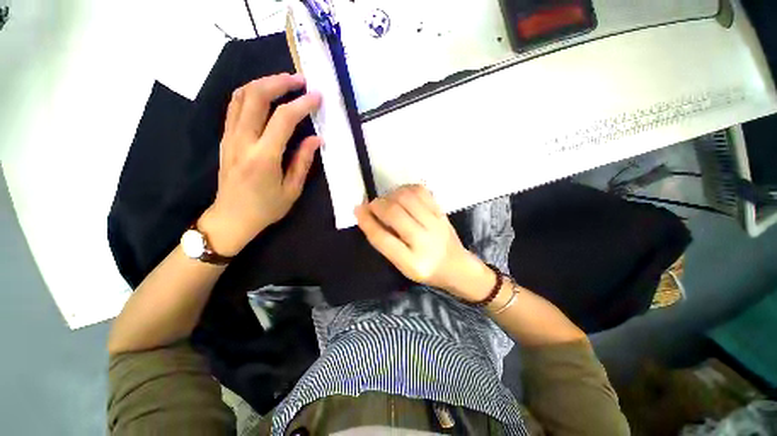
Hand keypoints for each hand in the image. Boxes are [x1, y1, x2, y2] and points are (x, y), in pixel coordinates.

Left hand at [199, 73, 321, 255]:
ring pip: (241, 96)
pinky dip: (250, 93)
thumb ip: (303, 161)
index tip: (317, 97)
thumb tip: (316, 139)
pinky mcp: (225, 138)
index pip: (283, 119)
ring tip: (283, 82)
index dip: (302, 104)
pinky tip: (264, 95)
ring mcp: (229, 137)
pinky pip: (234, 106)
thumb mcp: (292, 190)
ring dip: (263, 83)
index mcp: (263, 157)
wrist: (231, 218)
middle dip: (279, 82)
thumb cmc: (266, 208)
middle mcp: (243, 141)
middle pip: (256, 96)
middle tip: (300, 80)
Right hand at [355, 185, 494, 300]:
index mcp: (412, 262)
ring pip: (407, 198)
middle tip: (371, 205)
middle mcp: (425, 241)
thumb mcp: (402, 266)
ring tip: (386, 201)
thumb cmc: (426, 269)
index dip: (367, 221)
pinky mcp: (442, 212)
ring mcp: (436, 224)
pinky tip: (401, 195)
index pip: (382, 238)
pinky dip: (406, 189)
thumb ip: (386, 243)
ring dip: (390, 195)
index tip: (357, 210)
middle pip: (394, 214)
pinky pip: (421, 191)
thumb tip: (368, 217)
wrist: (457, 266)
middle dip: (377, 205)